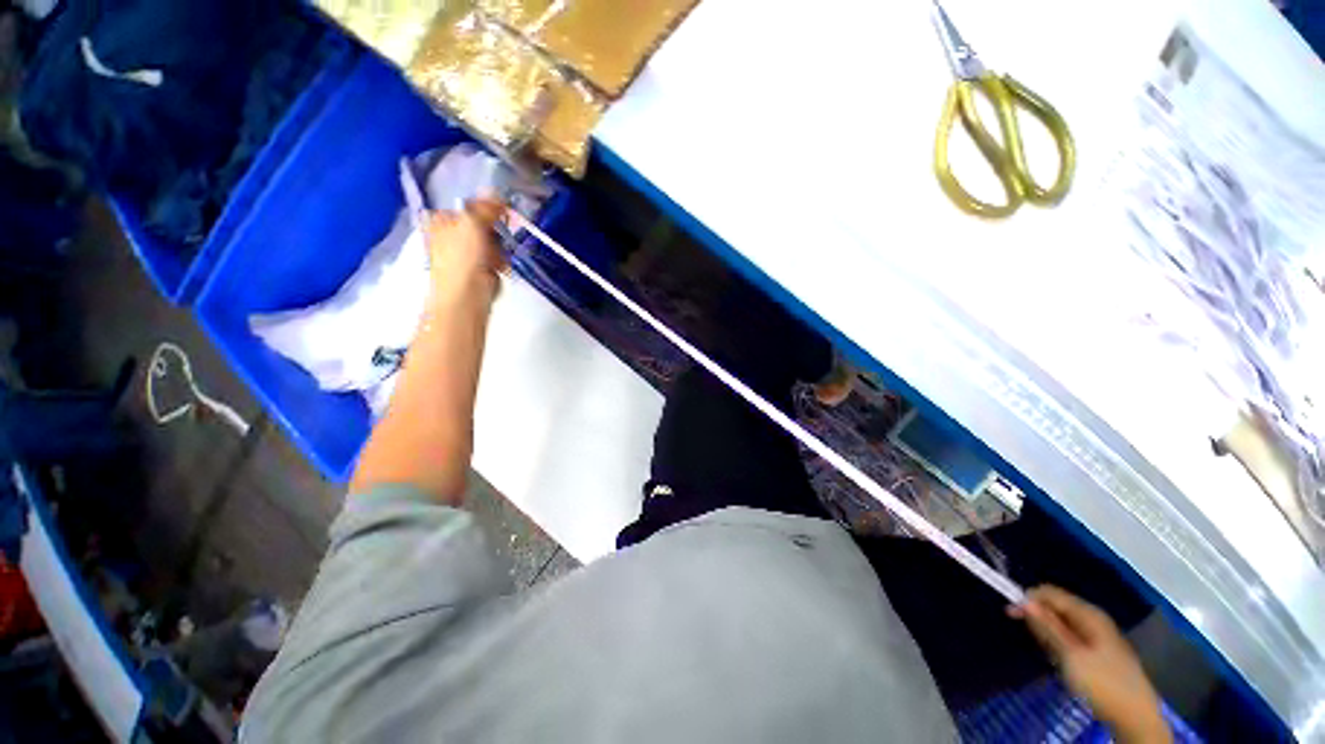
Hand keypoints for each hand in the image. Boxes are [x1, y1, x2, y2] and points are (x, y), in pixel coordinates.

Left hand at [423, 198, 507, 304]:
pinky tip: (500, 267)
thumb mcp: (473, 223)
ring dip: (500, 247)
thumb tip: (496, 191)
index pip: (468, 206)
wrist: (466, 295)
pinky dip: (500, 262)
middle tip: (503, 233)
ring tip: (500, 255)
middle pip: (481, 223)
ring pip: (491, 242)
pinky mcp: (478, 270)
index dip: (486, 207)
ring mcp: (464, 254)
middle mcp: (450, 235)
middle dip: (495, 229)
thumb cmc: (463, 258)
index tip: (502, 212)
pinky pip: (495, 258)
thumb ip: (485, 207)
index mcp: (441, 220)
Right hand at [1011, 585, 1170, 743]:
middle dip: (1040, 617)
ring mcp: (1099, 636)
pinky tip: (1060, 659)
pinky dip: (1060, 643)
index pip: (1051, 593)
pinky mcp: (1100, 652)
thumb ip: (1047, 627)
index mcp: (1088, 614)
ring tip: (1046, 651)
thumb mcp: (1070, 654)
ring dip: (1049, 632)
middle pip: (1058, 607)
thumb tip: (1023, 601)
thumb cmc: (1102, 681)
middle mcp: (1094, 619)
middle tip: (1031, 638)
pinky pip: (1072, 637)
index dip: (1029, 598)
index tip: (1010, 613)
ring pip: (1064, 624)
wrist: (1135, 715)